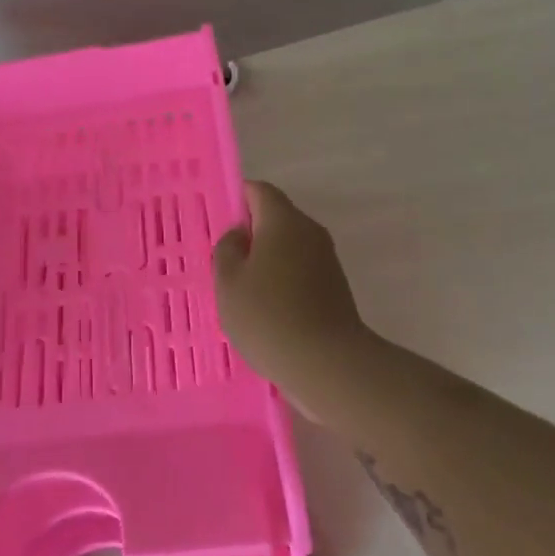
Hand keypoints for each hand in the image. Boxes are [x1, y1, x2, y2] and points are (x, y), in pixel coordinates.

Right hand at [213, 181, 370, 404]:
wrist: (327, 364)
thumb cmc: (268, 316)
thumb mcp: (229, 282)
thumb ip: (227, 250)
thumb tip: (240, 236)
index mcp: (283, 221)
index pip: (260, 191)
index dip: (238, 199)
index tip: (219, 223)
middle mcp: (310, 232)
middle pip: (276, 218)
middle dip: (251, 234)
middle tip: (224, 261)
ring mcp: (327, 260)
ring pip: (289, 247)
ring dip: (266, 260)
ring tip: (241, 290)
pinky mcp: (335, 288)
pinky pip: (301, 271)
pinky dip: (282, 280)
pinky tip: (266, 309)